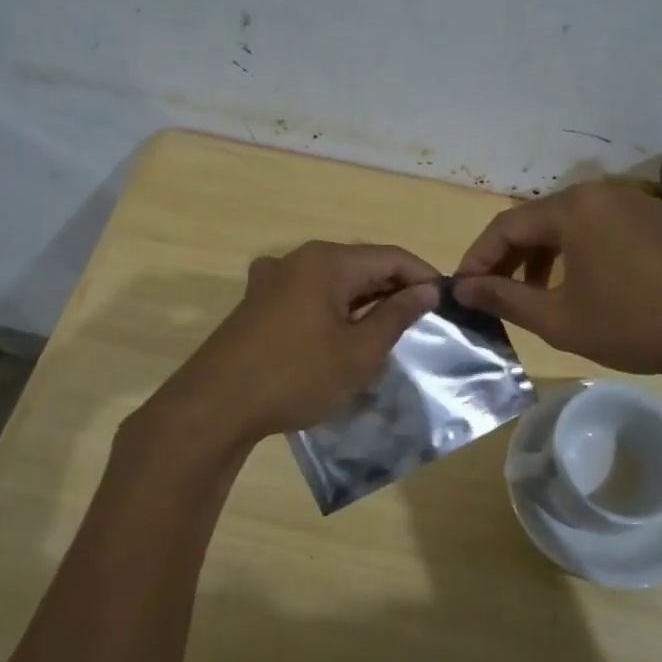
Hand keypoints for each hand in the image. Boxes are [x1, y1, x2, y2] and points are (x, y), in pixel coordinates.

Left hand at [144, 242, 439, 449]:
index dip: (422, 276)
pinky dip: (334, 310)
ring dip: (363, 302)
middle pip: (361, 264)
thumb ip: (396, 315)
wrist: (215, 405)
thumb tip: (425, 290)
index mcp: (327, 261)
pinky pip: (309, 295)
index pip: (390, 257)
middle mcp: (299, 258)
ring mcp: (272, 279)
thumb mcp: (359, 352)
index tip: (446, 303)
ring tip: (387, 332)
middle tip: (422, 322)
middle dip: (393, 289)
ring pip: (333, 281)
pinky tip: (340, 337)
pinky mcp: (257, 303)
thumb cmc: (296, 375)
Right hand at [452, 179, 661, 381]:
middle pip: (539, 221)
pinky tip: (586, 287)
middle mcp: (602, 192)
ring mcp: (637, 201)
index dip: (478, 258)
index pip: (506, 226)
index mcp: (573, 208)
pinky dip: (581, 254)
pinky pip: (604, 229)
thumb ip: (505, 299)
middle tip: (495, 295)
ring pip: (572, 225)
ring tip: (537, 296)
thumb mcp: (560, 318)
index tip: (463, 289)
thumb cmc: (636, 324)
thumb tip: (462, 288)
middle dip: (511, 259)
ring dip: (545, 258)